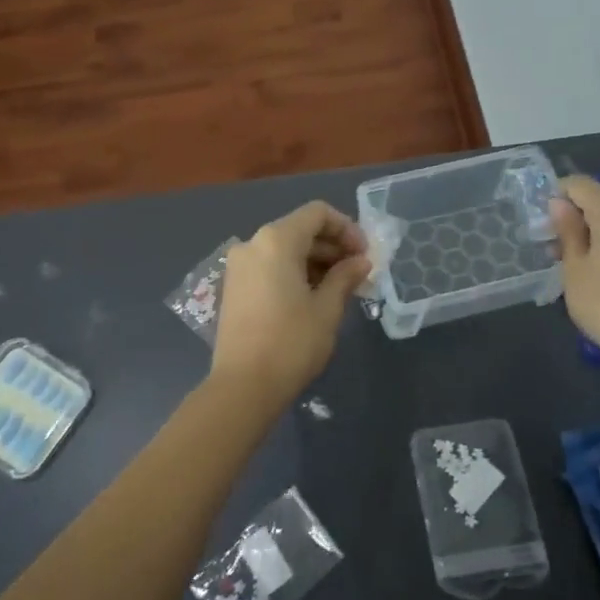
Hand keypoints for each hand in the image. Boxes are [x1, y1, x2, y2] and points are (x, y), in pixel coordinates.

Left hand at [210, 201, 369, 405]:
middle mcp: (253, 243)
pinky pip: (270, 266)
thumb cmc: (291, 342)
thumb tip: (361, 261)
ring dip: (315, 260)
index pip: (318, 214)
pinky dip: (294, 272)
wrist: (243, 386)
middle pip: (300, 229)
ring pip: (285, 249)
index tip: (365, 254)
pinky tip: (314, 296)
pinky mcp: (234, 287)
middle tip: (358, 273)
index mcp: (276, 240)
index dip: (346, 228)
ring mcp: (239, 265)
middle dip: (332, 246)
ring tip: (341, 287)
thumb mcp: (327, 309)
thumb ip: (345, 276)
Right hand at [550, 175, 599, 369]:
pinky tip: (595, 269)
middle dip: (573, 216)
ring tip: (569, 261)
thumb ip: (567, 230)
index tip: (541, 223)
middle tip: (550, 245)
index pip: (579, 184)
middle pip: (599, 199)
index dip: (556, 196)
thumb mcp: (574, 267)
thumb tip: (559, 203)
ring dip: (590, 231)